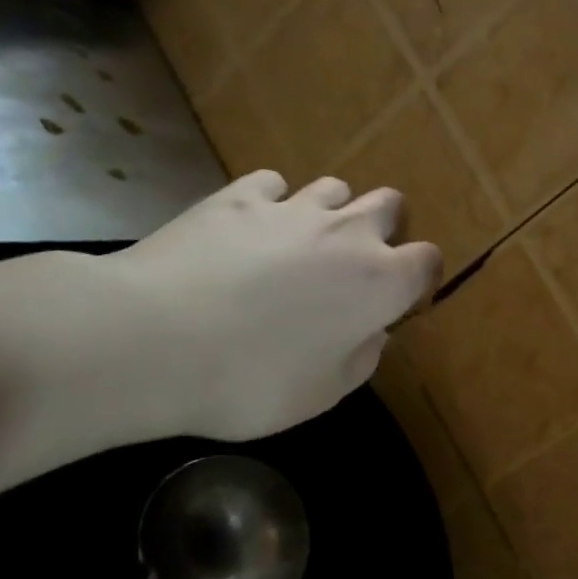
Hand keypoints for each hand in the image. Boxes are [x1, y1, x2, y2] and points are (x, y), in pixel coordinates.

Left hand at [100, 171, 441, 441]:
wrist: (150, 340)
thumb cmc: (250, 380)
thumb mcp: (322, 394)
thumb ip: (362, 358)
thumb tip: (373, 332)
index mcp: (380, 282)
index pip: (427, 260)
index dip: (419, 277)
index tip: (398, 299)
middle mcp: (348, 233)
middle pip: (390, 204)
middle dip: (384, 227)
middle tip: (355, 263)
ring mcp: (292, 208)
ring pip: (335, 187)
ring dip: (331, 211)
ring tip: (303, 242)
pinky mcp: (239, 197)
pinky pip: (273, 184)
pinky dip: (272, 202)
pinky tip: (250, 228)